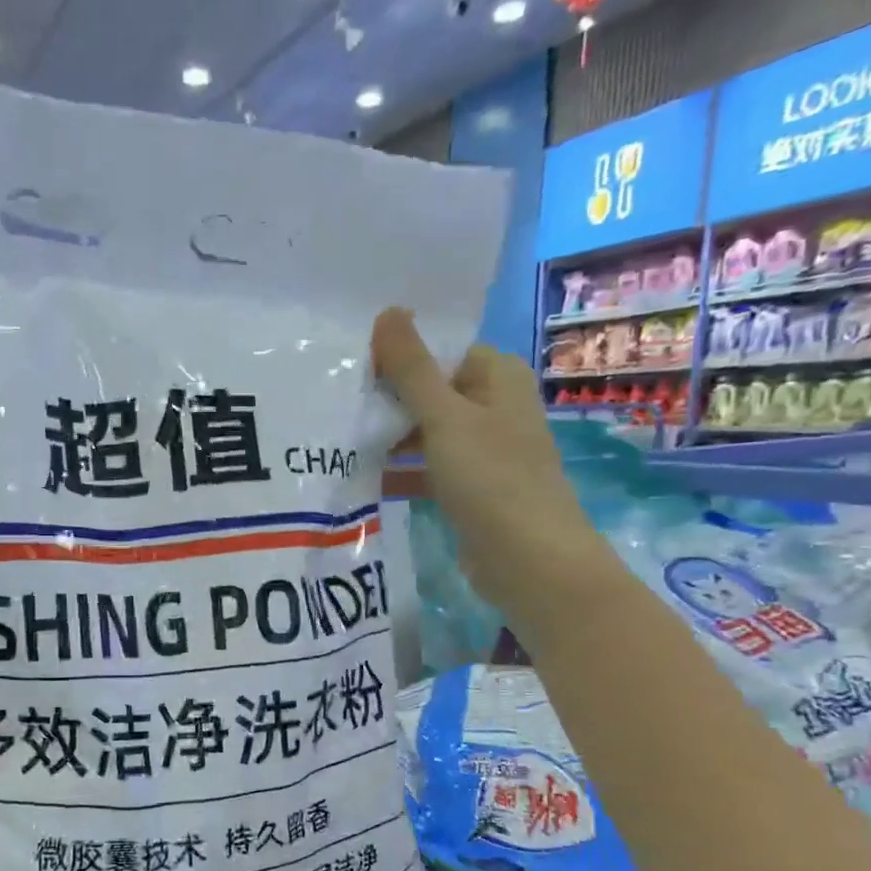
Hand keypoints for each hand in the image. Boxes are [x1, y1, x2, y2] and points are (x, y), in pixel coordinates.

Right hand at [372, 308, 598, 604]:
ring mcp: (487, 450)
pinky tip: (366, 479)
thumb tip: (388, 311)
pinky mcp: (474, 488)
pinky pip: (431, 468)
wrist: (529, 559)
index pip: (442, 352)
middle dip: (391, 402)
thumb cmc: (491, 477)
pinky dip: (404, 471)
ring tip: (343, 442)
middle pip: (433, 392)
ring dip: (393, 438)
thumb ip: (412, 368)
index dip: (400, 360)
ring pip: (429, 433)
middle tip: (341, 409)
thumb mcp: (445, 417)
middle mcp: (497, 407)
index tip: (355, 374)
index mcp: (499, 377)